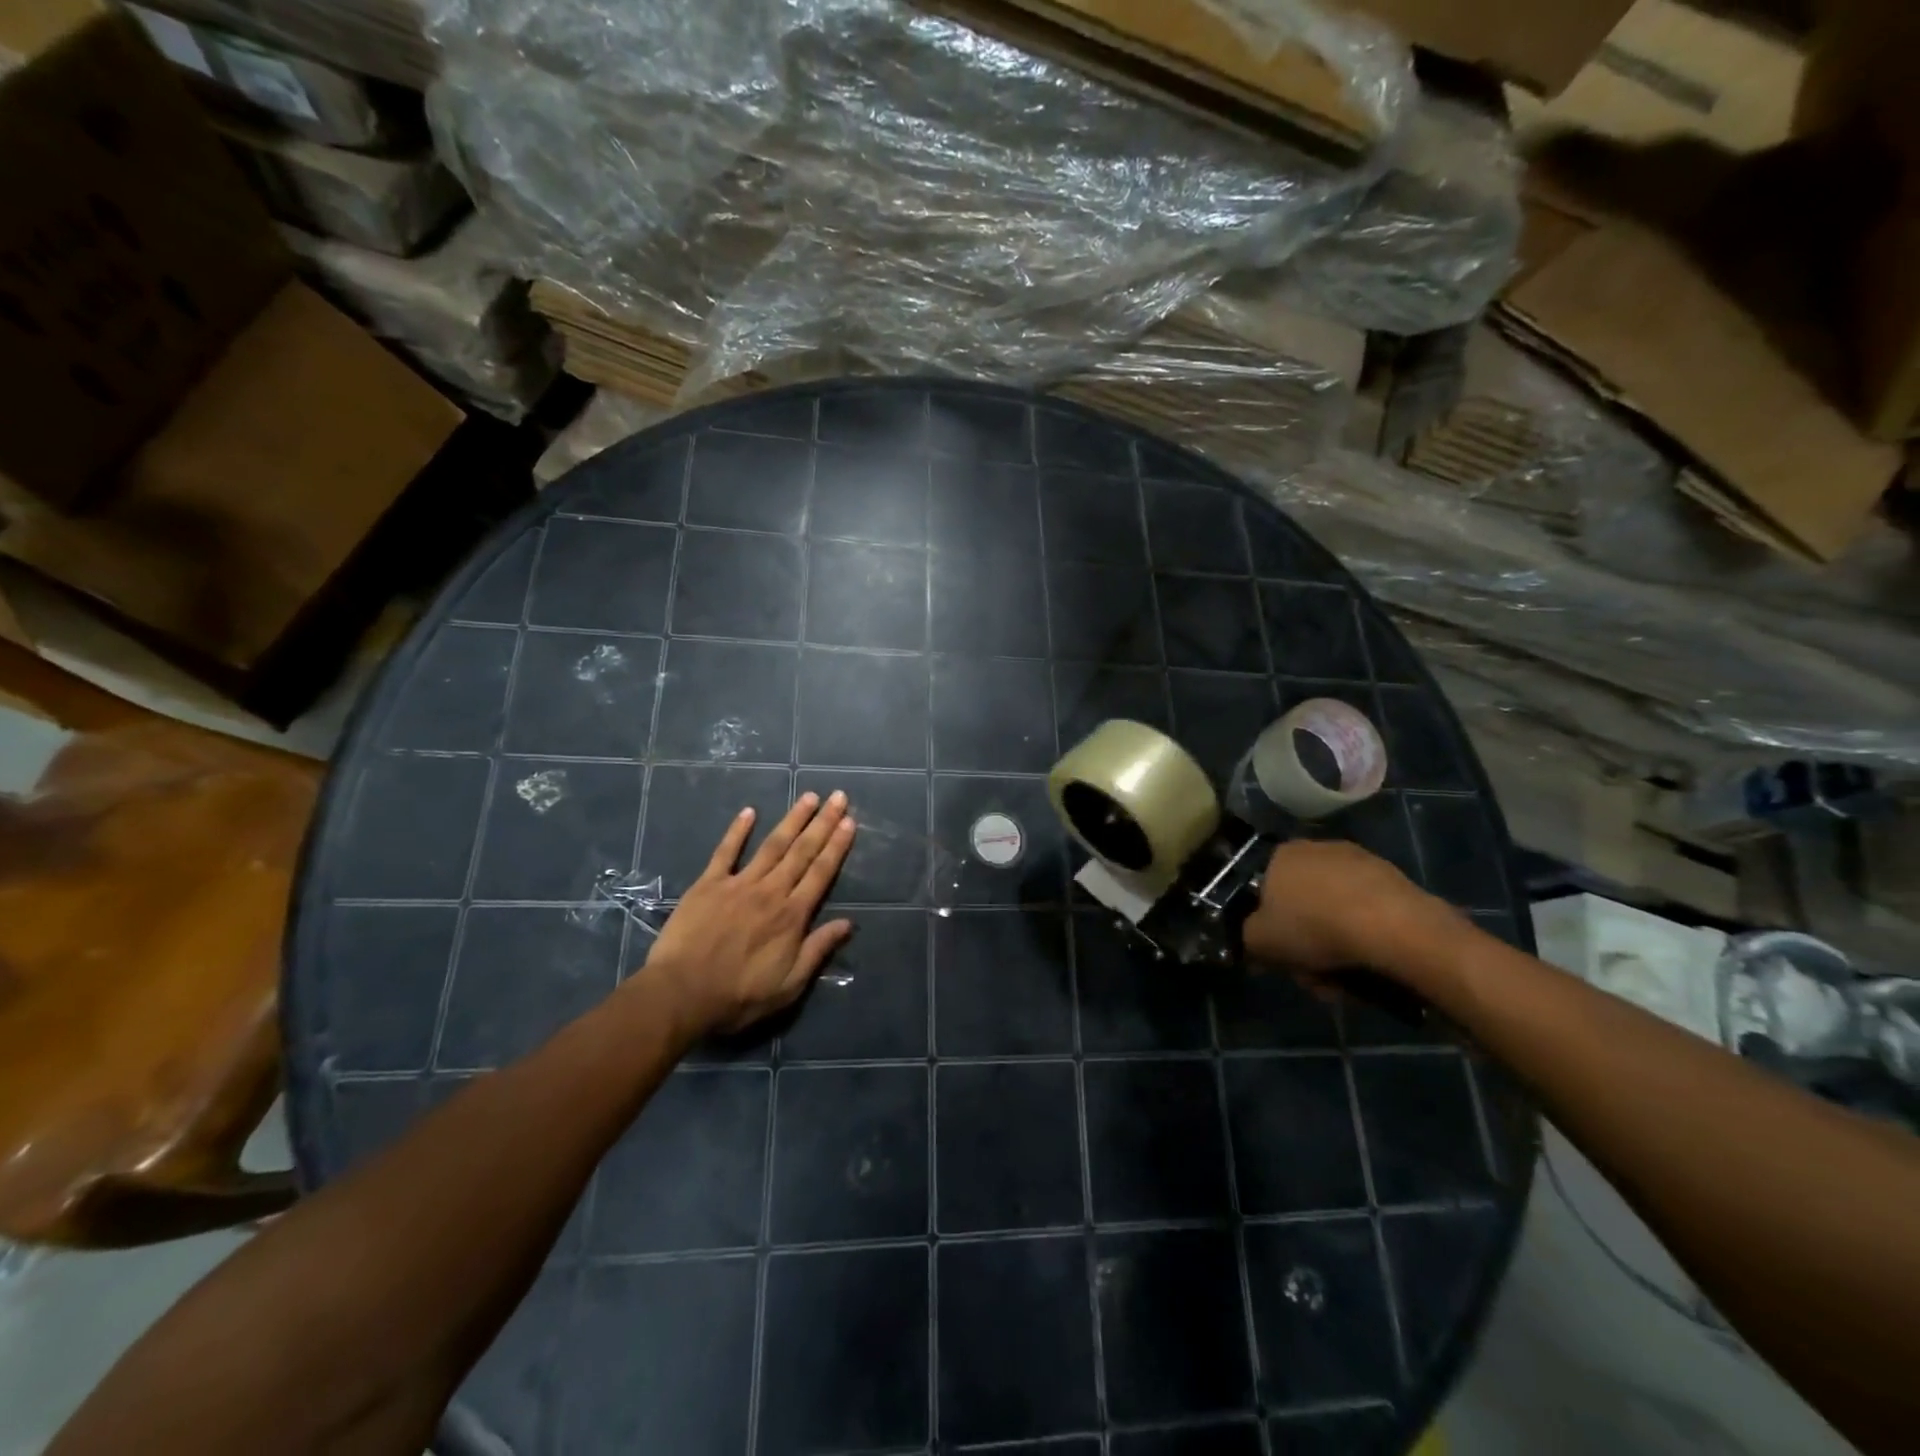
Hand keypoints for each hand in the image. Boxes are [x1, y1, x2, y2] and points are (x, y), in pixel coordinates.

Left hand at [642, 791, 855, 1037]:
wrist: (681, 994)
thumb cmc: (738, 996)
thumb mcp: (789, 986)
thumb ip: (818, 950)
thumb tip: (848, 924)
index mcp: (792, 916)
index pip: (821, 873)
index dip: (837, 846)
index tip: (850, 821)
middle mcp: (770, 891)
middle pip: (802, 851)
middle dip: (822, 823)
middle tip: (838, 797)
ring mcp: (738, 884)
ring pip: (772, 845)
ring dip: (792, 819)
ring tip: (808, 797)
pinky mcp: (708, 884)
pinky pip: (725, 852)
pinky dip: (737, 830)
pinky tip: (749, 811)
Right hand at [1242, 840, 1452, 980]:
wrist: (1392, 926)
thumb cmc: (1313, 926)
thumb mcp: (1260, 941)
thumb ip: (1247, 937)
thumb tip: (1254, 940)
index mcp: (1279, 855)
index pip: (1262, 891)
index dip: (1268, 926)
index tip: (1279, 955)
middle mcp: (1314, 848)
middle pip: (1300, 903)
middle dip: (1304, 942)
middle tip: (1313, 975)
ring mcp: (1356, 860)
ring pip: (1332, 909)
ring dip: (1333, 942)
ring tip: (1344, 978)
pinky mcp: (1391, 877)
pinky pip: (1364, 910)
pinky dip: (1362, 934)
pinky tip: (1369, 961)